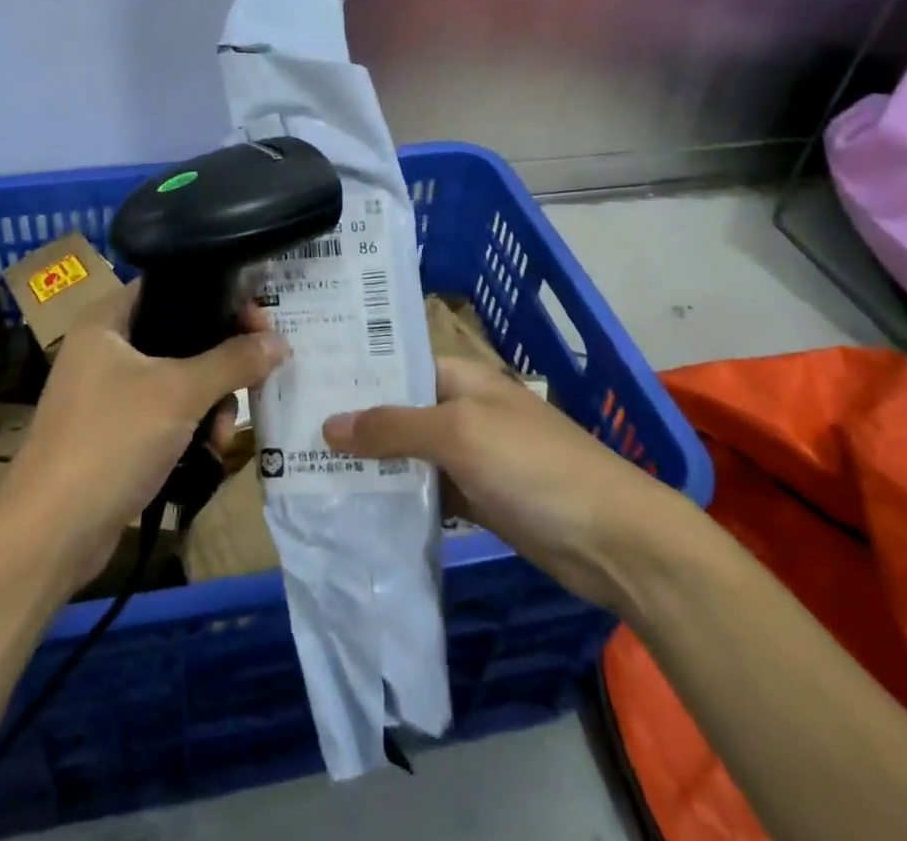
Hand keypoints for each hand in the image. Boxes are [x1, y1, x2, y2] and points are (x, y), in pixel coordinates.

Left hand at [0, 285, 286, 592]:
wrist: (50, 534)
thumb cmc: (111, 440)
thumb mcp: (179, 393)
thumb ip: (232, 361)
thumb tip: (279, 341)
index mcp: (106, 321)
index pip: (170, 287)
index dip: (217, 297)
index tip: (259, 321)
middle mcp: (104, 349)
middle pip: (180, 335)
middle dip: (221, 361)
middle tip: (255, 375)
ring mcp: (107, 393)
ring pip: (177, 379)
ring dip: (211, 402)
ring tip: (225, 432)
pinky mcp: (114, 433)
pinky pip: (165, 414)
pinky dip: (190, 426)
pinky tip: (209, 451)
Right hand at [323, 356, 676, 611]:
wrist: (614, 541)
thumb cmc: (534, 467)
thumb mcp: (459, 434)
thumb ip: (393, 427)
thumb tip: (329, 424)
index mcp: (461, 378)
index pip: (396, 364)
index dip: (355, 371)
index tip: (305, 379)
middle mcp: (462, 410)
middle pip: (398, 411)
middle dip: (355, 421)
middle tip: (293, 429)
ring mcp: (471, 457)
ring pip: (409, 454)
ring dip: (372, 462)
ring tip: (309, 468)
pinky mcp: (478, 501)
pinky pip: (427, 492)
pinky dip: (399, 498)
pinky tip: (356, 507)